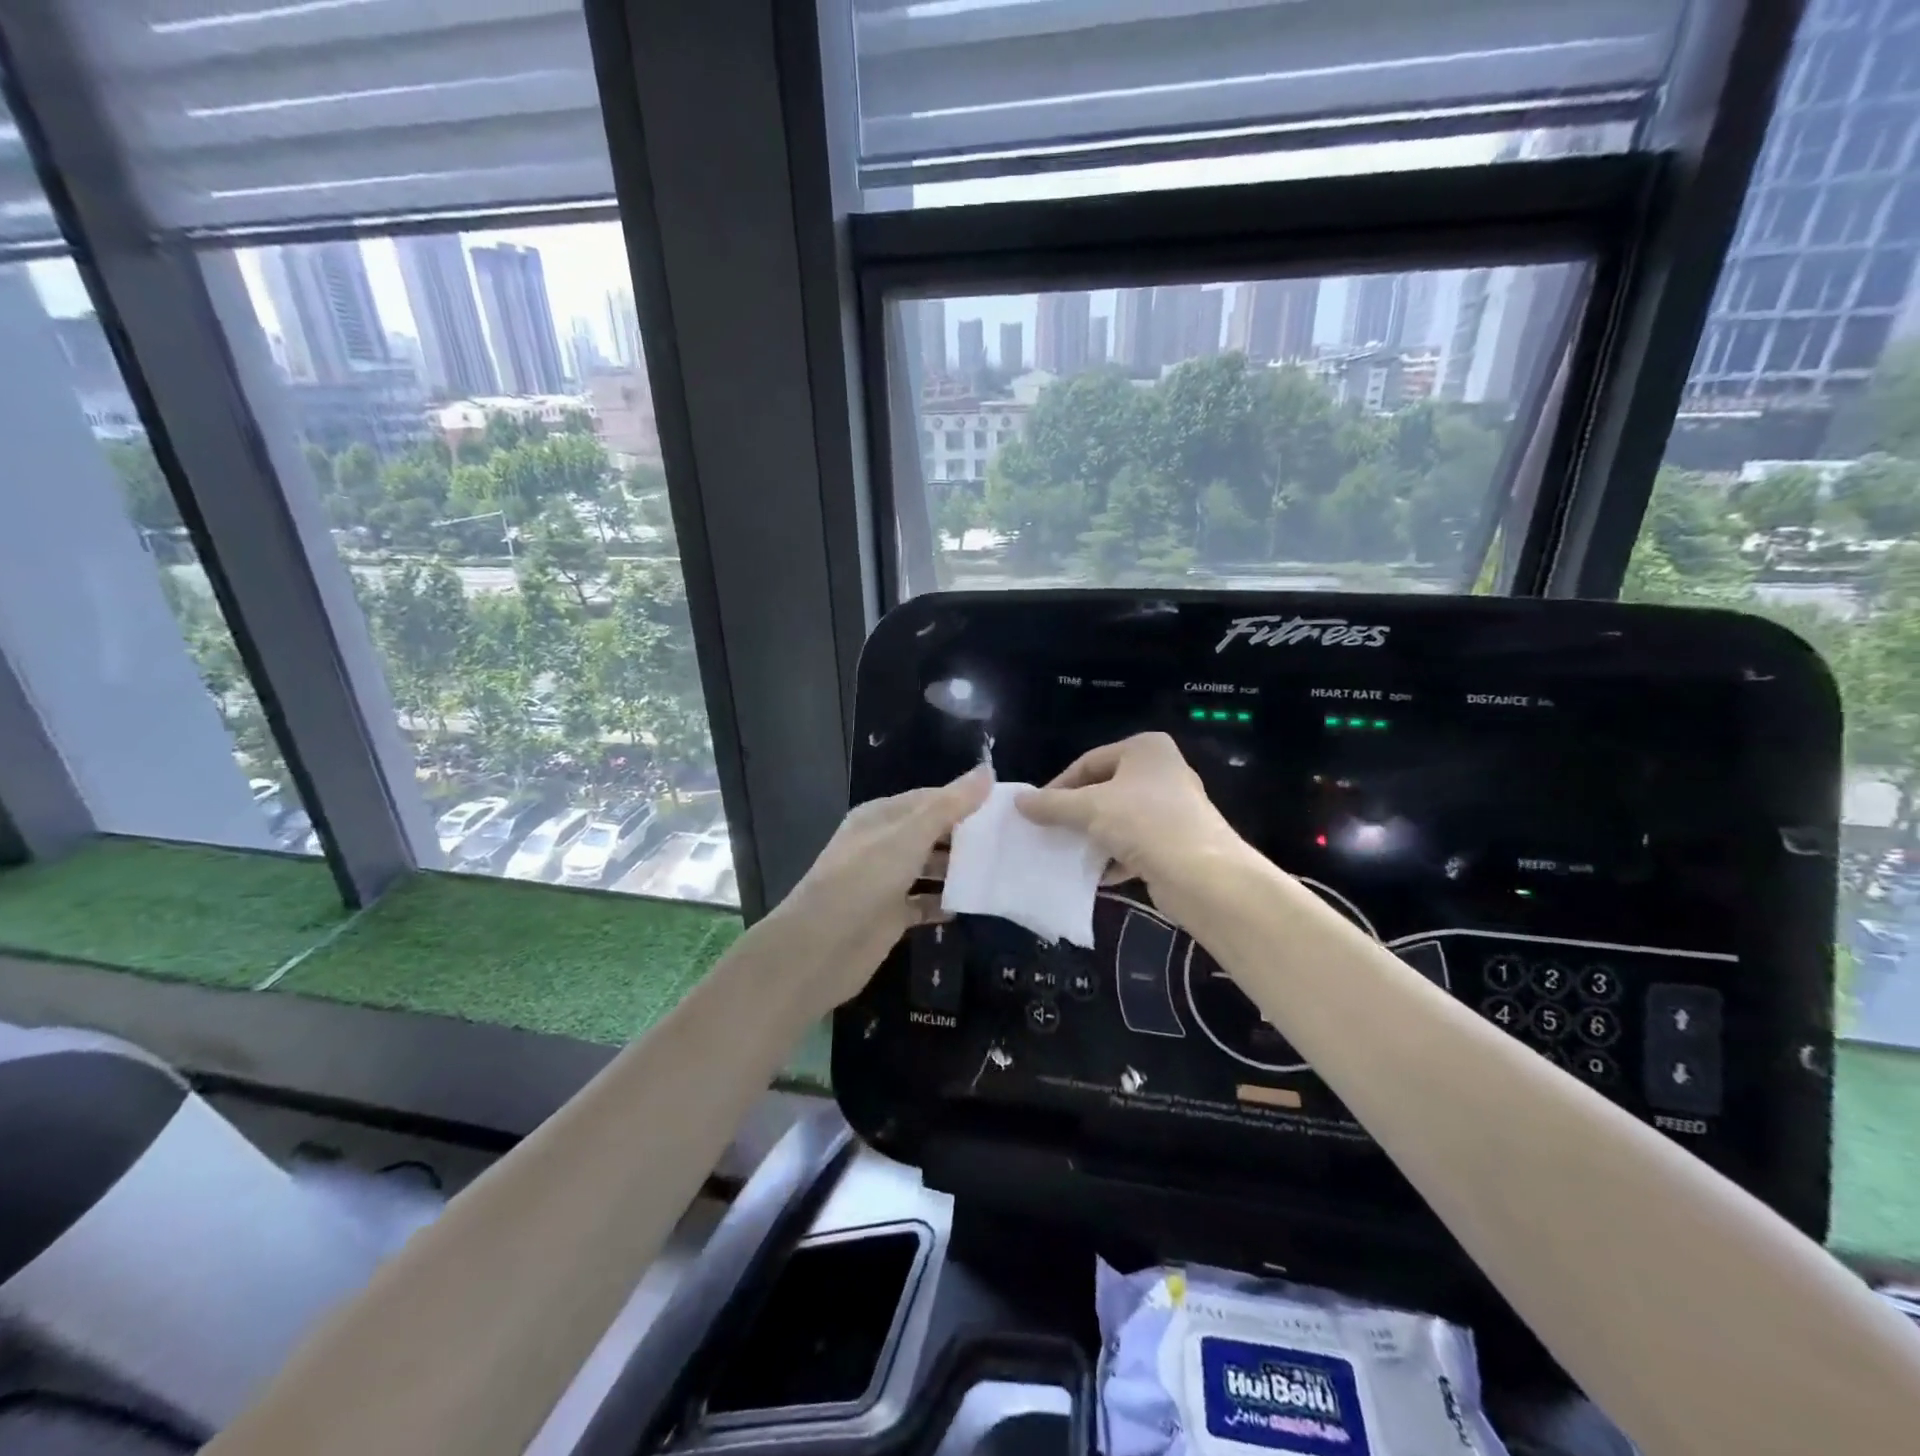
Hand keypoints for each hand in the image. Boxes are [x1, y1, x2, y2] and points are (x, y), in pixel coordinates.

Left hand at [775, 766, 992, 1014]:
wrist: (819, 948)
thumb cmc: (864, 880)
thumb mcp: (909, 836)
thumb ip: (949, 805)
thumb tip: (987, 770)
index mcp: (881, 816)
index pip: (930, 798)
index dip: (965, 799)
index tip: (1005, 806)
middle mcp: (883, 844)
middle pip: (931, 833)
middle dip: (966, 835)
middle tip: (1011, 840)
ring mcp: (886, 881)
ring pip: (929, 868)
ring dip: (959, 869)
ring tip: (1000, 869)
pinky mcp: (891, 916)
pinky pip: (925, 903)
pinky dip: (945, 902)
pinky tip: (972, 904)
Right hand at [1017, 733, 1245, 918]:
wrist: (1203, 875)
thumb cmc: (1145, 823)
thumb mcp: (1089, 809)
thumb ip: (1052, 804)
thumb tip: (1018, 802)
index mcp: (1145, 749)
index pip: (1089, 762)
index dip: (1059, 786)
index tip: (1036, 811)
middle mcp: (1162, 771)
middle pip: (1104, 789)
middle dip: (1075, 813)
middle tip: (1048, 831)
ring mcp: (1172, 808)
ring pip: (1119, 818)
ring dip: (1092, 836)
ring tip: (1066, 853)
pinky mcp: (1176, 841)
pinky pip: (1135, 844)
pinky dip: (1114, 856)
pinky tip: (1095, 874)